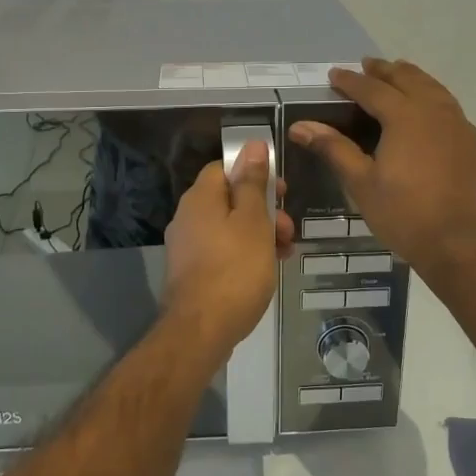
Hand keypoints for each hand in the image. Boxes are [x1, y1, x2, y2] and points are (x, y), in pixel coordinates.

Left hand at [163, 142, 295, 350]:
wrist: (201, 330)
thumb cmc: (234, 269)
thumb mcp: (252, 221)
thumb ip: (253, 182)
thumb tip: (252, 144)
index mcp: (200, 198)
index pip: (225, 168)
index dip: (254, 173)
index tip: (281, 190)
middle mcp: (188, 217)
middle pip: (229, 199)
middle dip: (263, 209)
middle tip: (288, 228)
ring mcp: (187, 247)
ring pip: (229, 228)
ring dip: (259, 234)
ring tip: (284, 253)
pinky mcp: (192, 272)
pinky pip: (223, 251)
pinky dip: (245, 254)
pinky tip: (266, 270)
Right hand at [289, 58, 475, 280]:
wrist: (460, 244)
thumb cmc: (404, 214)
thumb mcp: (361, 183)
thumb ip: (334, 148)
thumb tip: (301, 126)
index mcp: (405, 116)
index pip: (372, 89)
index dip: (351, 81)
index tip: (334, 74)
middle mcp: (435, 112)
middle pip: (408, 79)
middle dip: (385, 71)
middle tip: (368, 65)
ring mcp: (461, 127)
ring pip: (435, 90)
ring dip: (414, 79)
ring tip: (400, 76)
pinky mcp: (475, 145)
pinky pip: (452, 111)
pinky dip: (435, 101)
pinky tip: (430, 113)